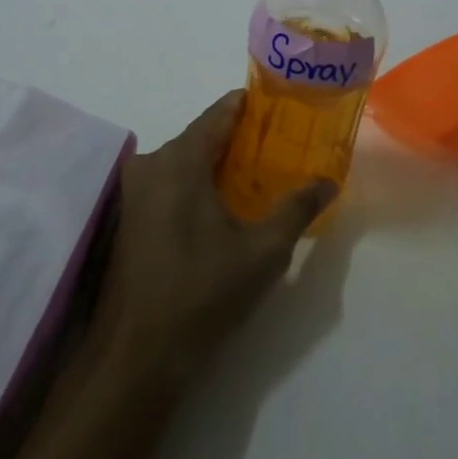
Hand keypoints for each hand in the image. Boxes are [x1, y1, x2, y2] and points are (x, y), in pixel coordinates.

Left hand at [93, 92, 336, 387]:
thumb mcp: (264, 250)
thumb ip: (297, 208)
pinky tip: (224, 205)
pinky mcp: (129, 218)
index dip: (251, 105)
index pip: (219, 113)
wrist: (139, 353)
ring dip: (218, 163)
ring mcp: (134, 192)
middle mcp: (151, 164)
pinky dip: (198, 183)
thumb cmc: (204, 292)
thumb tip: (328, 181)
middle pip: (201, 135)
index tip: (282, 106)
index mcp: (180, 160)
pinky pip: (170, 182)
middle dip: (240, 137)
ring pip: (184, 160)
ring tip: (259, 174)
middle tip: (280, 145)